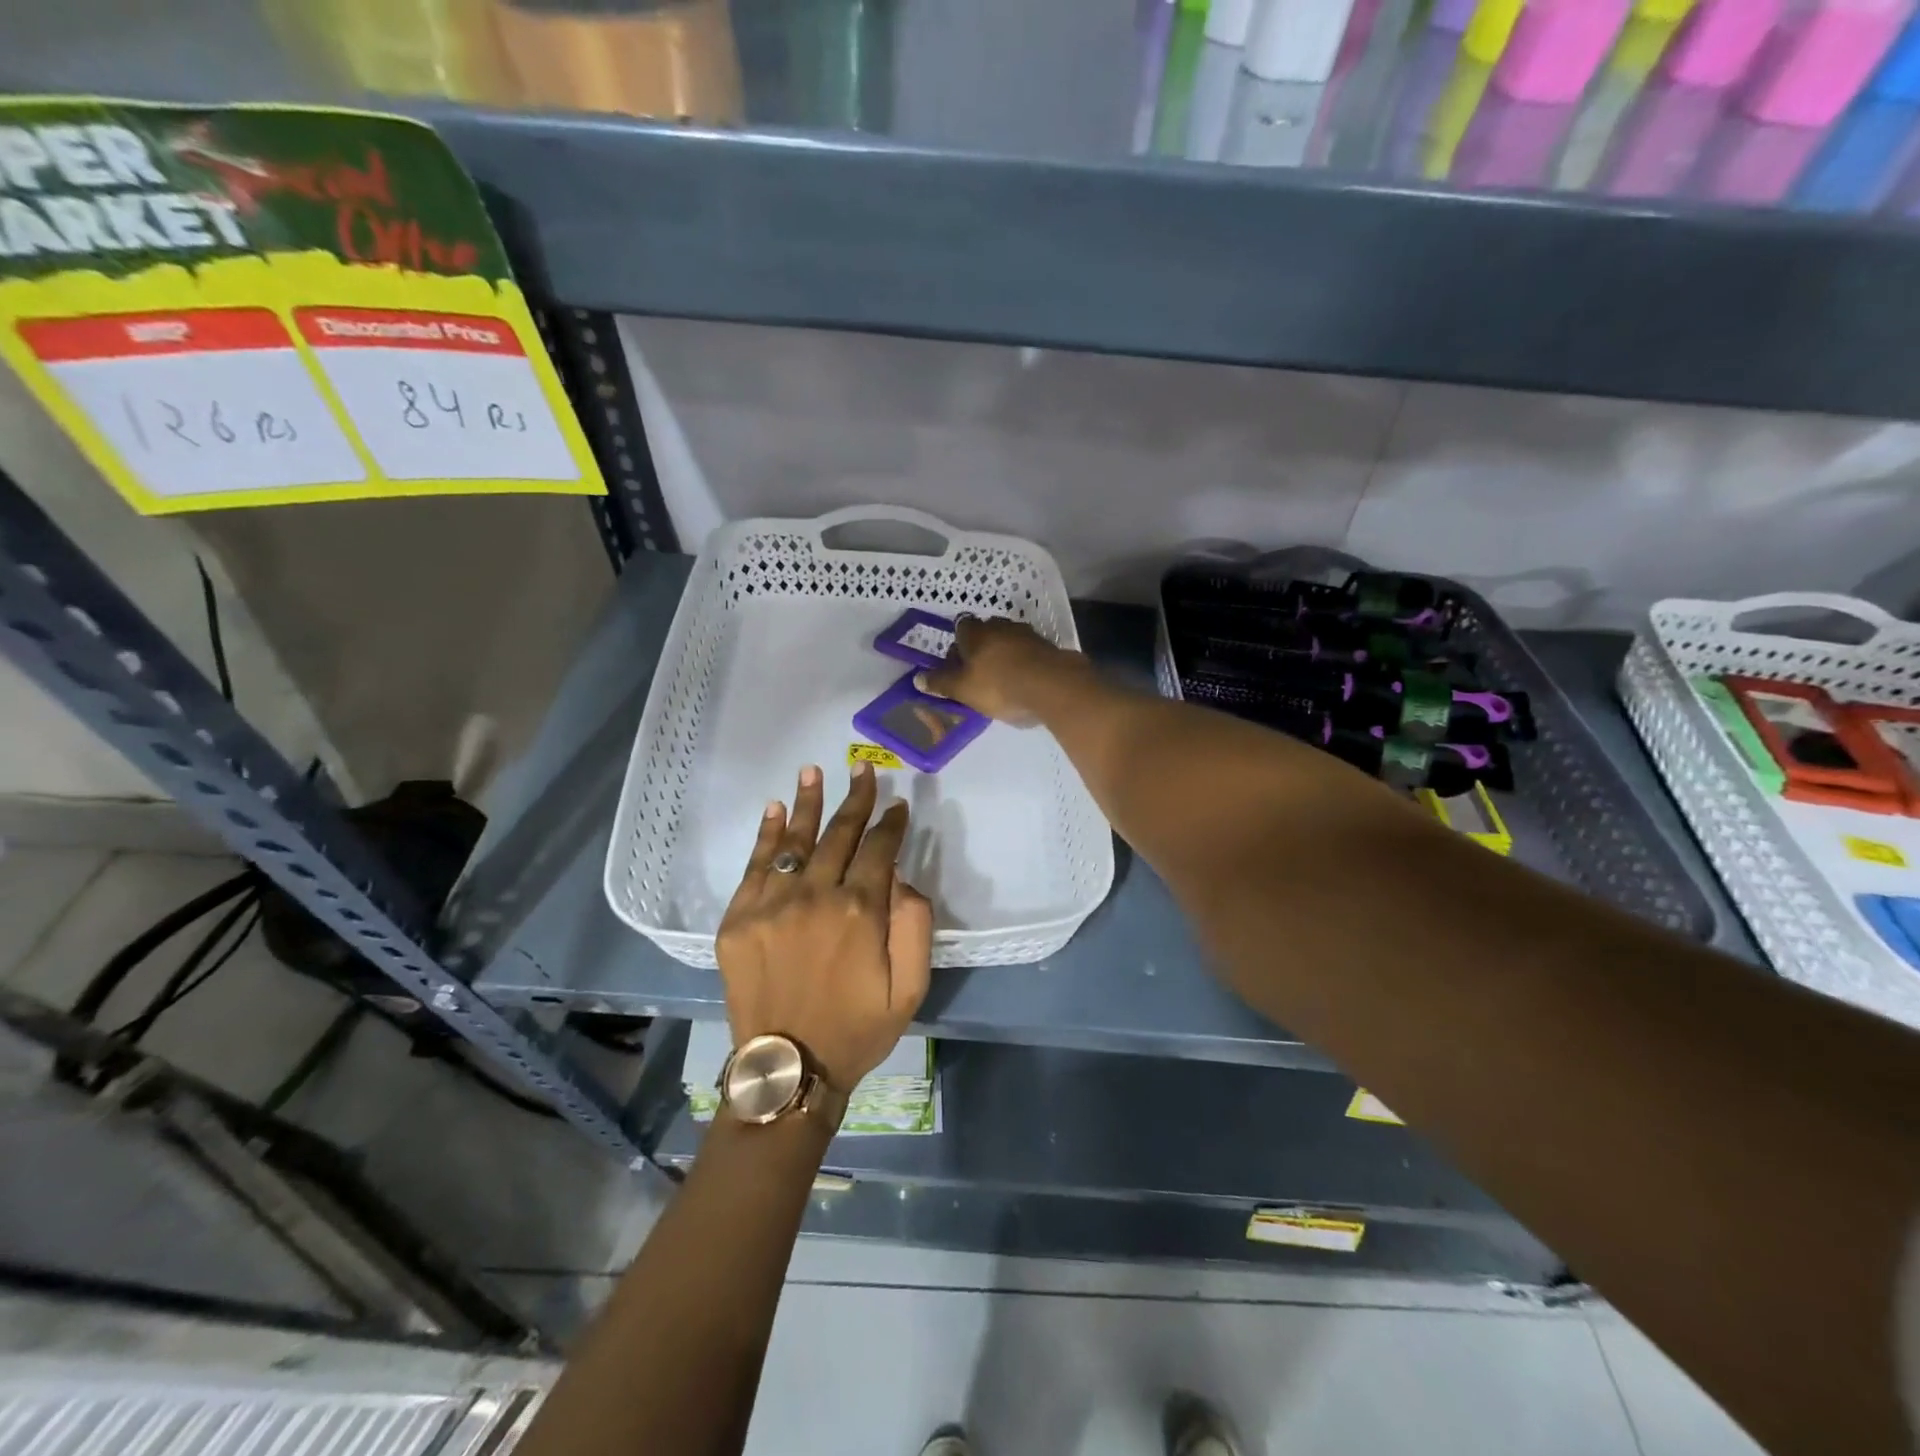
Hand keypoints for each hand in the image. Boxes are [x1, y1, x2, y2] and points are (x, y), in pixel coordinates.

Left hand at [715, 762, 933, 1095]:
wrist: (787, 1070)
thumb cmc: (857, 1029)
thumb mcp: (910, 988)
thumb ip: (915, 925)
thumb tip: (901, 876)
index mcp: (860, 912)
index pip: (879, 850)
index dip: (890, 824)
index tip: (897, 805)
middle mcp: (815, 897)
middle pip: (839, 835)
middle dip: (855, 799)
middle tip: (862, 770)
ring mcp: (771, 905)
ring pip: (795, 841)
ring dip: (808, 802)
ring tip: (814, 770)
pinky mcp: (738, 919)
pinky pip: (755, 866)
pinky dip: (767, 834)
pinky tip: (776, 808)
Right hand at [917, 616, 1087, 724]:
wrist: (1052, 686)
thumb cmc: (998, 685)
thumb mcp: (963, 689)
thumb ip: (941, 683)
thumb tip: (917, 678)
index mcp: (976, 632)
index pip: (961, 626)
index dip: (957, 644)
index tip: (957, 663)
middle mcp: (1001, 626)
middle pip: (986, 632)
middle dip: (981, 648)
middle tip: (978, 673)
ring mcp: (1027, 634)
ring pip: (1009, 641)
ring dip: (1004, 655)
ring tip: (1002, 678)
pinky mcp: (1048, 647)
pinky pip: (1029, 652)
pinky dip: (1024, 662)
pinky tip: (1024, 681)